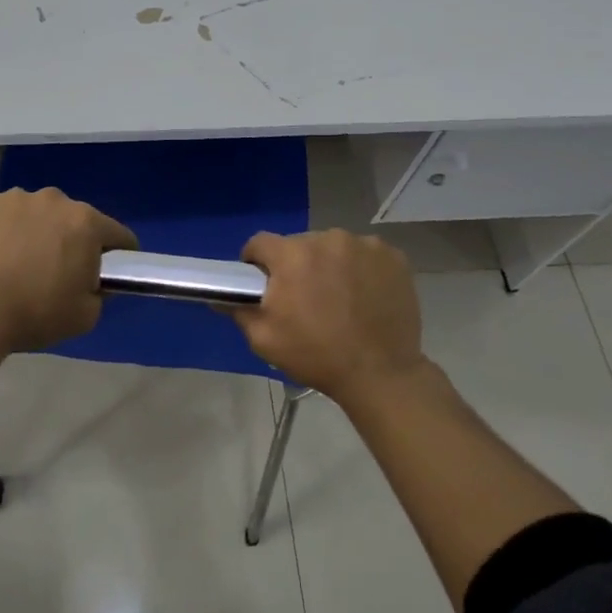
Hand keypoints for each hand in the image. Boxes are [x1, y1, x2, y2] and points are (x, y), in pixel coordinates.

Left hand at [0, 188, 137, 351]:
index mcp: (87, 223)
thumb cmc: (36, 313)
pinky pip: (7, 216)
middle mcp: (55, 200)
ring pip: (39, 214)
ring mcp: (17, 198)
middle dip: (74, 241)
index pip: (119, 235)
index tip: (111, 273)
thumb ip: (99, 294)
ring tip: (21, 264)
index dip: (121, 256)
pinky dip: (7, 231)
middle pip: (76, 220)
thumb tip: (92, 283)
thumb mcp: (86, 316)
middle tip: (59, 273)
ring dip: (39, 231)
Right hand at [231, 230, 427, 408]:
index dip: (256, 261)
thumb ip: (238, 310)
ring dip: (329, 265)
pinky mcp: (392, 255)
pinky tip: (364, 295)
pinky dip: (360, 269)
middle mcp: (327, 239)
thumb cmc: (316, 356)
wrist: (380, 373)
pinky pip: (365, 254)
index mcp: (292, 255)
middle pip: (299, 244)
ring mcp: (364, 245)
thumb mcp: (264, 339)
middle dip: (296, 265)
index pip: (260, 243)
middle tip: (303, 297)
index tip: (262, 282)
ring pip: (333, 247)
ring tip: (338, 298)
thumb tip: (220, 295)